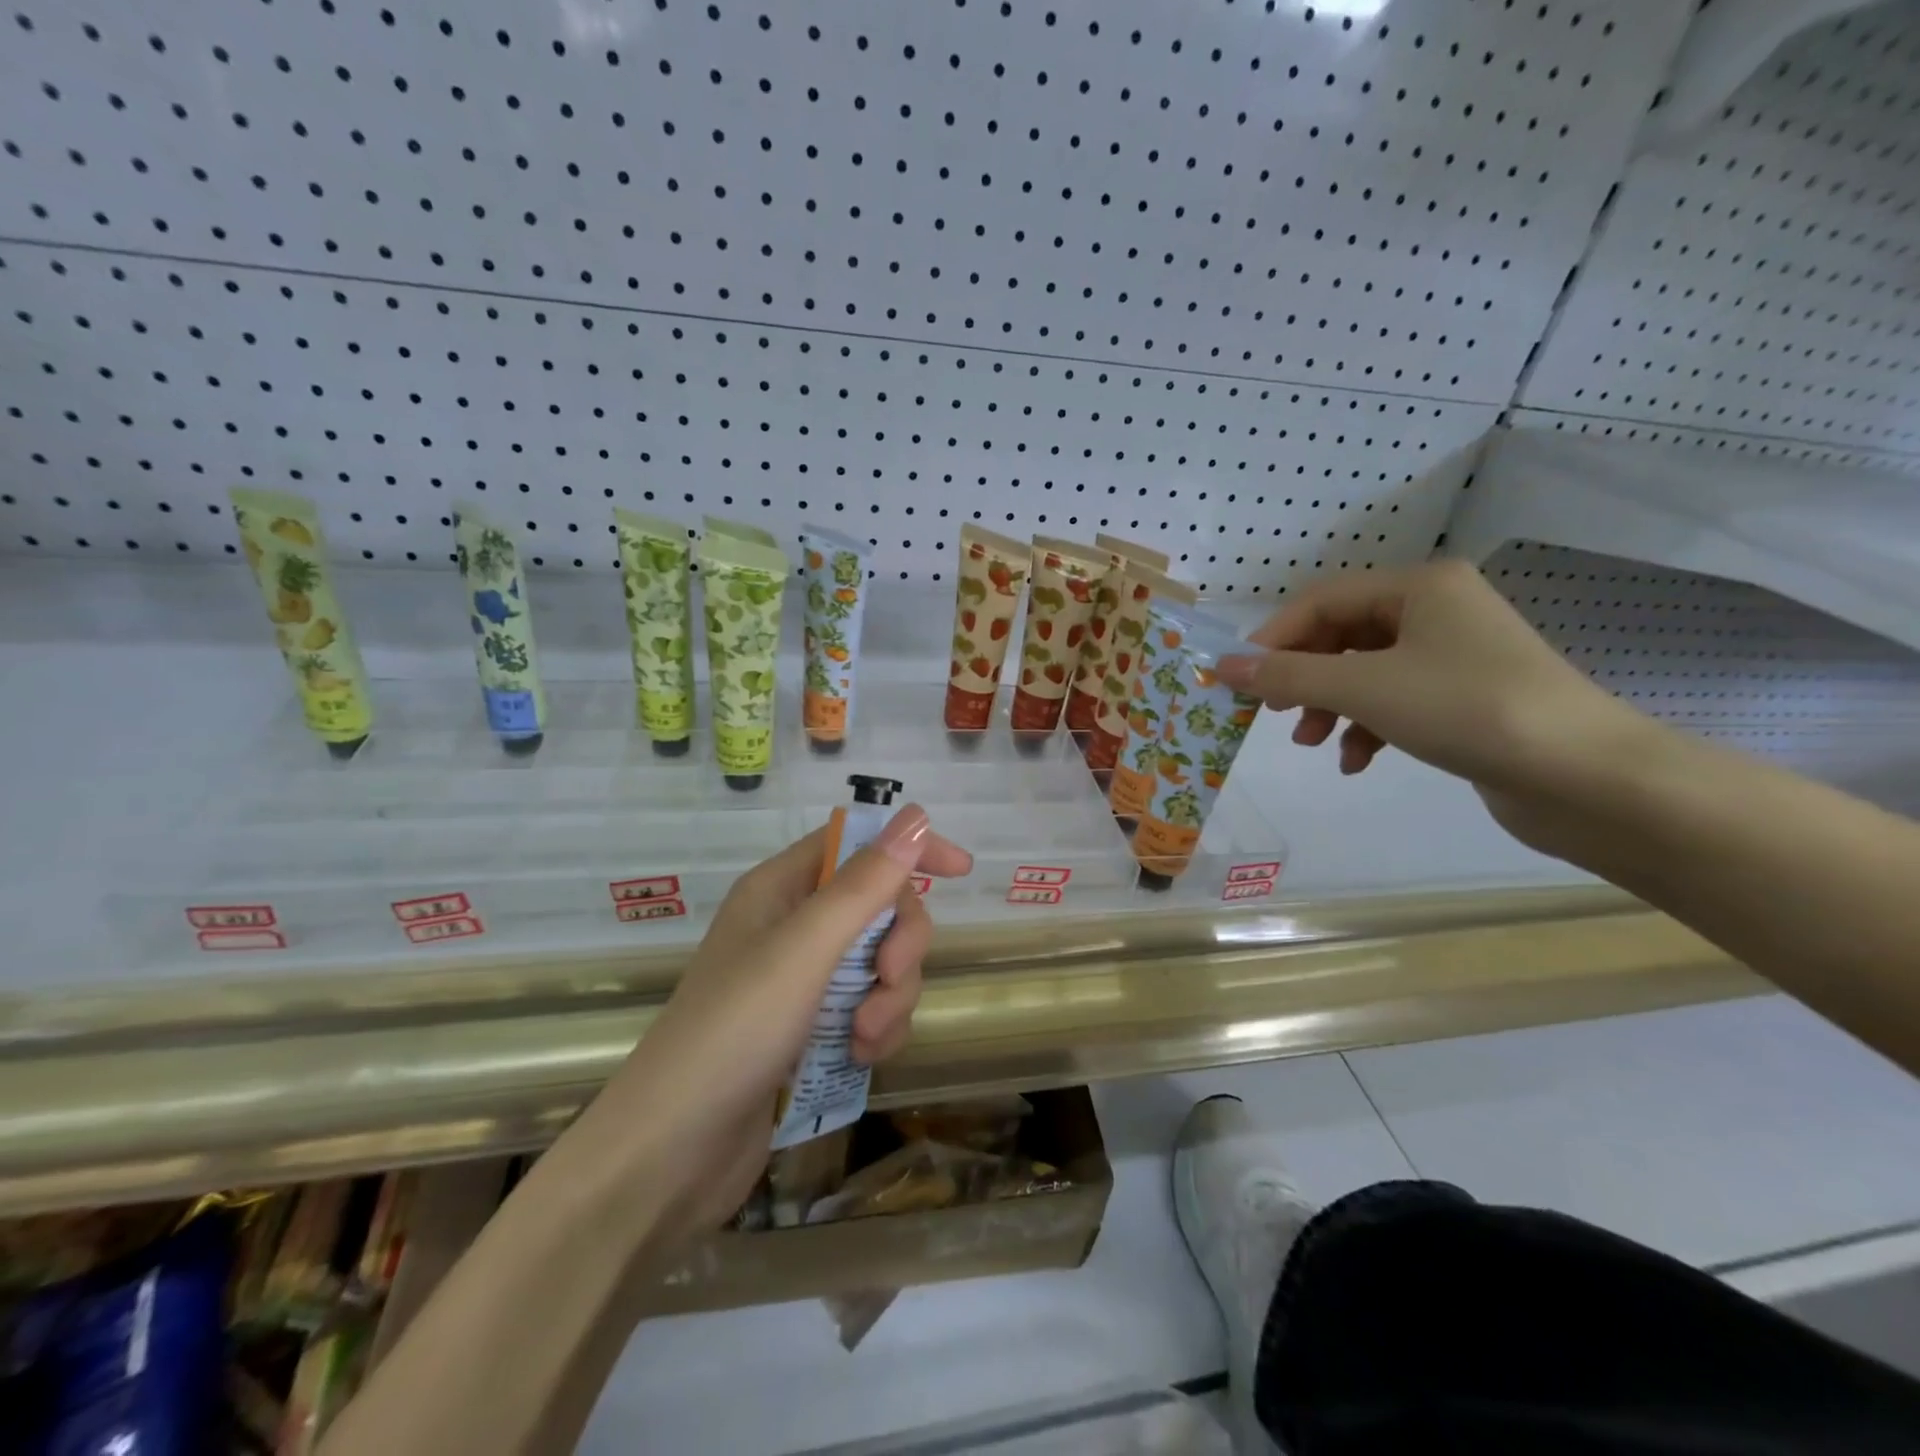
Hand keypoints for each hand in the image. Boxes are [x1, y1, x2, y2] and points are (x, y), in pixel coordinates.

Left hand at [583, 805, 971, 1240]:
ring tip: (863, 1036)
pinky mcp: (815, 1029)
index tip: (961, 870)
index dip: (909, 849)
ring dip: (890, 997)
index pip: (858, 844)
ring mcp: (805, 981)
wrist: (674, 1154)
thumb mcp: (805, 949)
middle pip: (881, 908)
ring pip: (883, 964)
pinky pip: (873, 1008)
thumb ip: (865, 883)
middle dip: (899, 944)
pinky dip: (878, 1029)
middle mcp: (794, 926)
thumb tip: (915, 816)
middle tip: (889, 978)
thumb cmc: (733, 1031)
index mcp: (782, 889)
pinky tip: (861, 1057)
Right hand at [1217, 561, 1651, 822]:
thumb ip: (1289, 674)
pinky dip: (1366, 727)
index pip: (1322, 600)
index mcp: (1419, 586)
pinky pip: (1393, 700)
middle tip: (1272, 711)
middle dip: (1303, 676)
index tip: (1237, 678)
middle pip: (1341, 635)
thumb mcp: (1365, 687)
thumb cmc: (1467, 709)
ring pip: (1363, 671)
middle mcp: (1436, 609)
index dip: (1273, 637)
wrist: (1584, 777)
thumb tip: (1221, 664)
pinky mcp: (1463, 698)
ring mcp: (1452, 655)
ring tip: (1312, 743)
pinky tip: (1357, 761)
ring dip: (1330, 705)